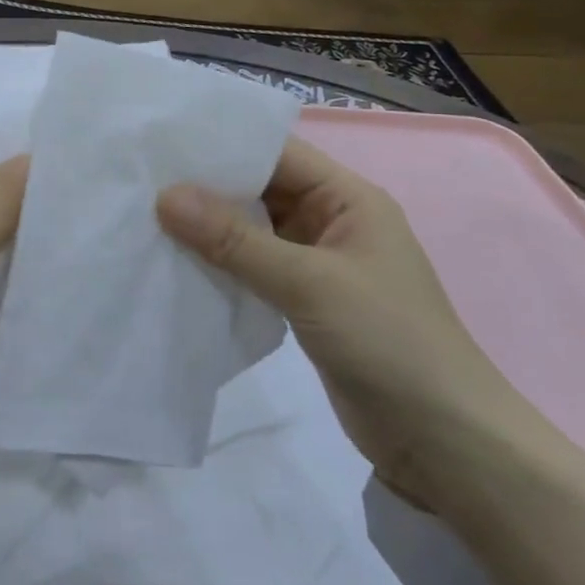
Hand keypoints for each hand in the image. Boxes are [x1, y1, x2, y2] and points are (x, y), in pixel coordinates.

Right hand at [156, 137, 566, 511]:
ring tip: (145, 217)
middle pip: (260, 190)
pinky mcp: (304, 302)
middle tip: (140, 180)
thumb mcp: (308, 282)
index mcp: (347, 198)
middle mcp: (331, 222)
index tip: (163, 143)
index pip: (276, 153)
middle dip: (206, 187)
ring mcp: (317, 264)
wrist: (444, 442)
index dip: (222, 144)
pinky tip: (176, 264)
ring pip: (252, 231)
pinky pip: (253, 269)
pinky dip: (219, 265)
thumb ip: (234, 240)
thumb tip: (165, 196)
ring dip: (208, 229)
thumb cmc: (388, 342)